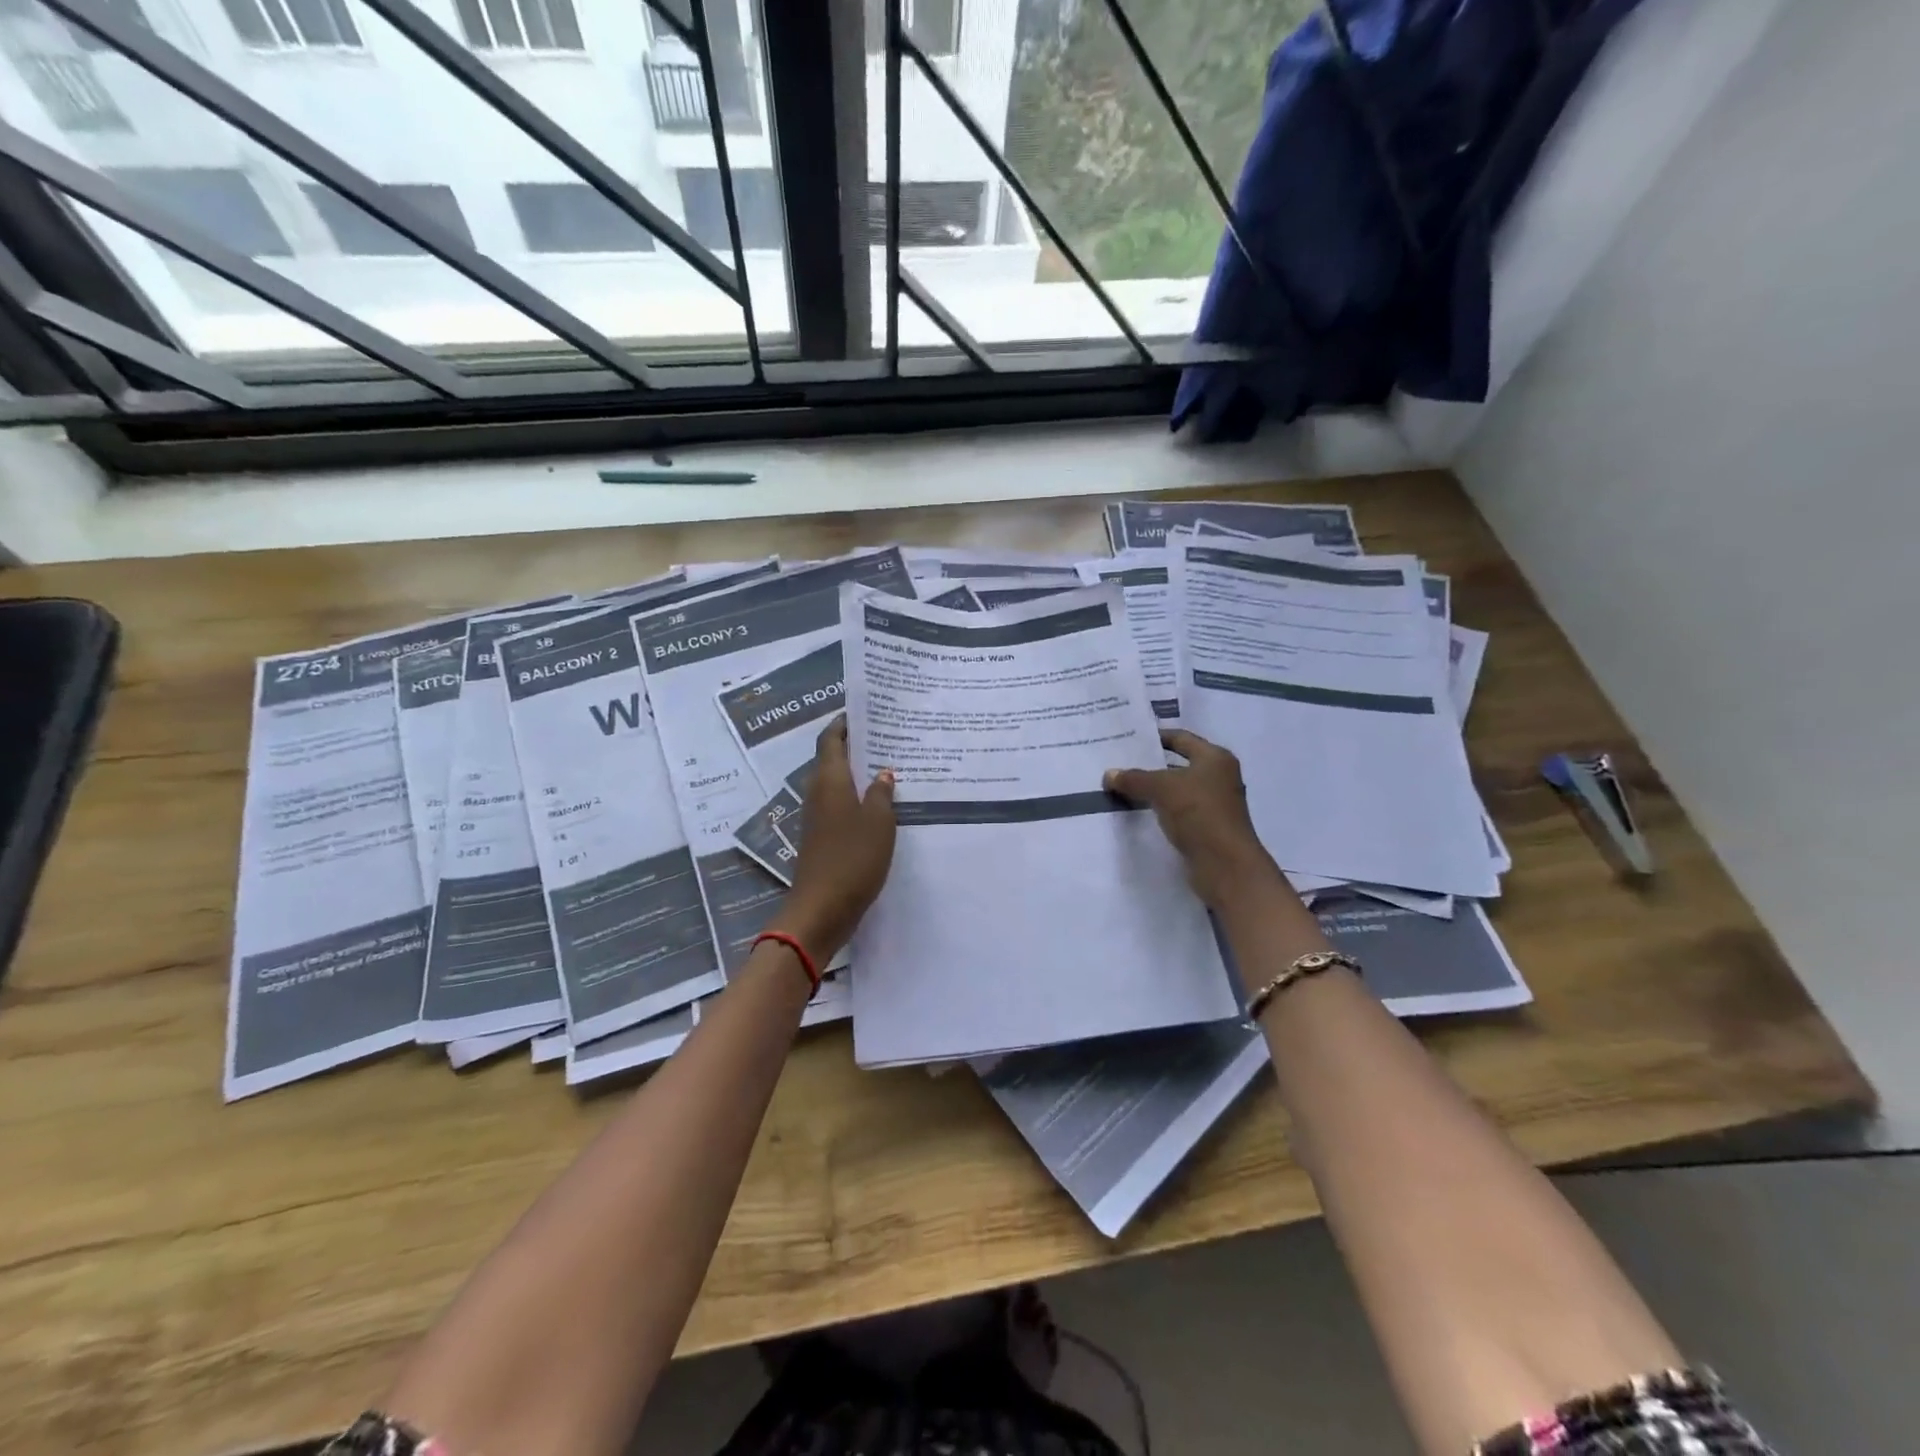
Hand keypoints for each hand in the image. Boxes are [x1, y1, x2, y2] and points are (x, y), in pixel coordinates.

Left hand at [775, 717, 896, 960]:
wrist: (822, 908)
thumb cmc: (852, 858)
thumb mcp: (879, 822)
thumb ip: (882, 794)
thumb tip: (882, 773)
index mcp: (829, 780)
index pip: (831, 739)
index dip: (843, 723)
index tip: (864, 711)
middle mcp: (819, 792)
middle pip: (832, 759)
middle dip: (855, 745)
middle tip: (887, 735)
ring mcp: (818, 817)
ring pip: (837, 783)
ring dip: (858, 772)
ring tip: (889, 765)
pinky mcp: (822, 837)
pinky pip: (840, 805)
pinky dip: (857, 797)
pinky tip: (881, 804)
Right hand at [1104, 729, 1289, 911]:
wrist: (1224, 864)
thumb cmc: (1198, 813)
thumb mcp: (1161, 788)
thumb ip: (1134, 779)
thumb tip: (1109, 775)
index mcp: (1215, 758)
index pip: (1181, 738)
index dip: (1155, 737)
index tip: (1129, 739)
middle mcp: (1219, 776)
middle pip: (1178, 764)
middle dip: (1150, 765)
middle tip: (1120, 763)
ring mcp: (1215, 803)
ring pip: (1177, 789)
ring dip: (1154, 789)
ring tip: (1123, 788)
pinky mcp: (1208, 827)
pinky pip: (1178, 810)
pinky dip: (1160, 809)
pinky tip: (1138, 812)